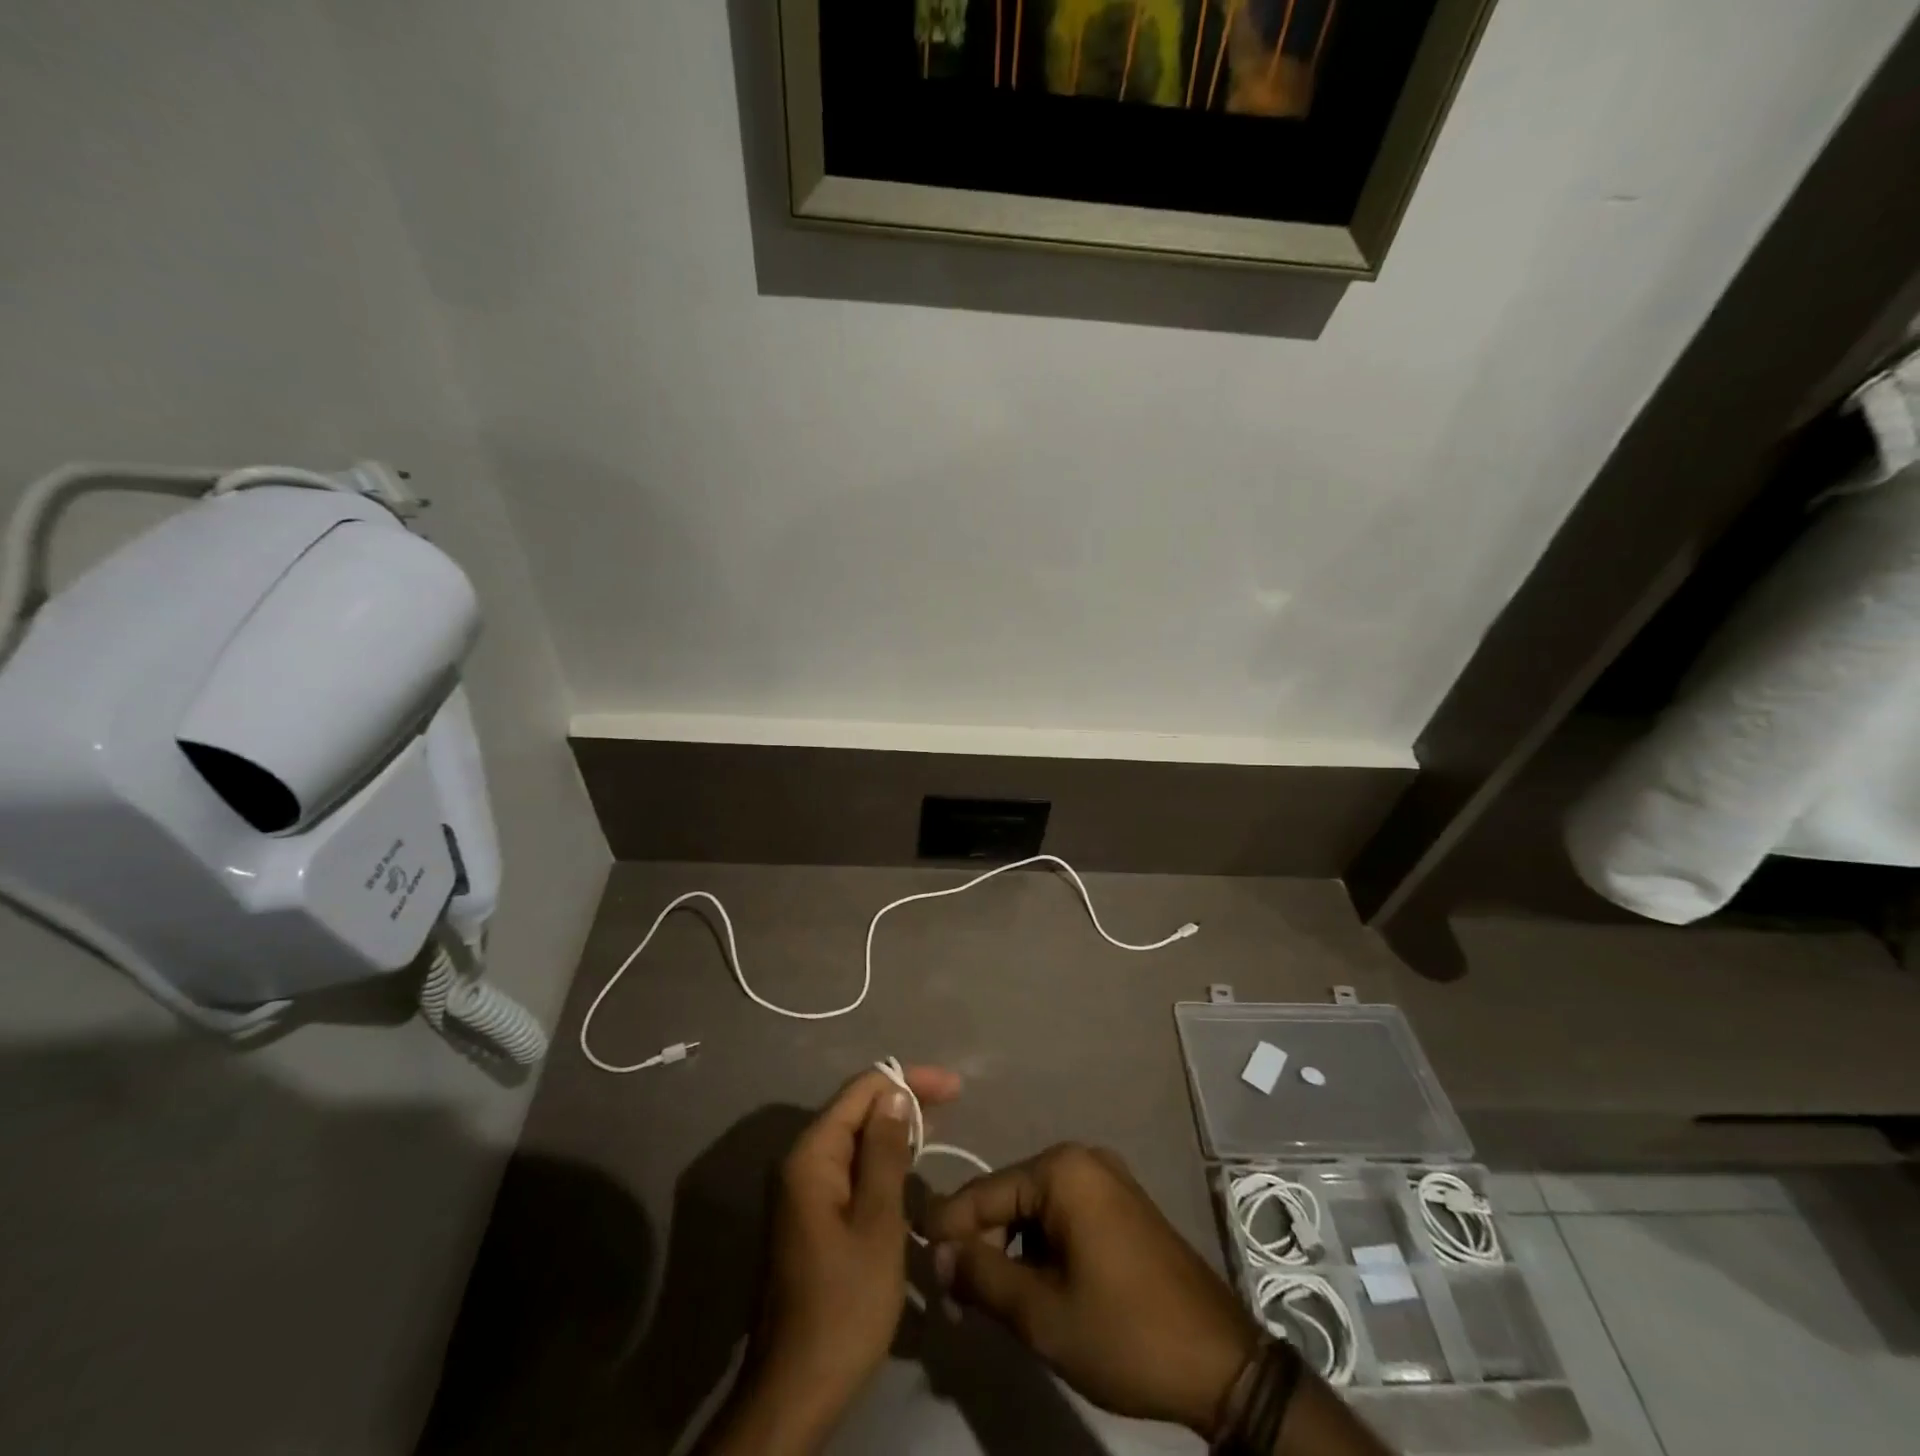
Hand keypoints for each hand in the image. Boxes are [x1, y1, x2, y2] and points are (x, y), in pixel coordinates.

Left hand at [712, 1064, 960, 1454]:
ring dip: (892, 1130)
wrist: (795, 1390)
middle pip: (855, 1110)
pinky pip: (848, 1169)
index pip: (861, 1091)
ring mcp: (801, 1191)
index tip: (954, 1087)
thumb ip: (886, 1153)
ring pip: (852, 1140)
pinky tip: (906, 1166)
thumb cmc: (844, 1305)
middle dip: (902, 1100)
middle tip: (953, 1101)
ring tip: (938, 1127)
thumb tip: (894, 1094)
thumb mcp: (877, 1225)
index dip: (908, 1080)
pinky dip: (879, 1160)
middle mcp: (799, 1163)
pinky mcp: (808, 1217)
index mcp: (811, 1156)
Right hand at [926, 1143, 1257, 1438]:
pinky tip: (1038, 1285)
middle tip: (958, 1296)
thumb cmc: (1124, 1331)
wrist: (1220, 1361)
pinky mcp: (1123, 1203)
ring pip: (1035, 1208)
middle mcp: (1082, 1158)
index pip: (982, 1192)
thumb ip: (982, 1276)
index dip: (946, 1229)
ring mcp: (1107, 1178)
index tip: (918, 1261)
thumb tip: (938, 1254)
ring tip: (996, 1297)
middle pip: (1009, 1195)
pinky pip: (1064, 1214)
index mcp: (1061, 1170)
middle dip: (981, 1242)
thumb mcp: (1042, 1314)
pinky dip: (1042, 1246)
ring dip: (1012, 1248)